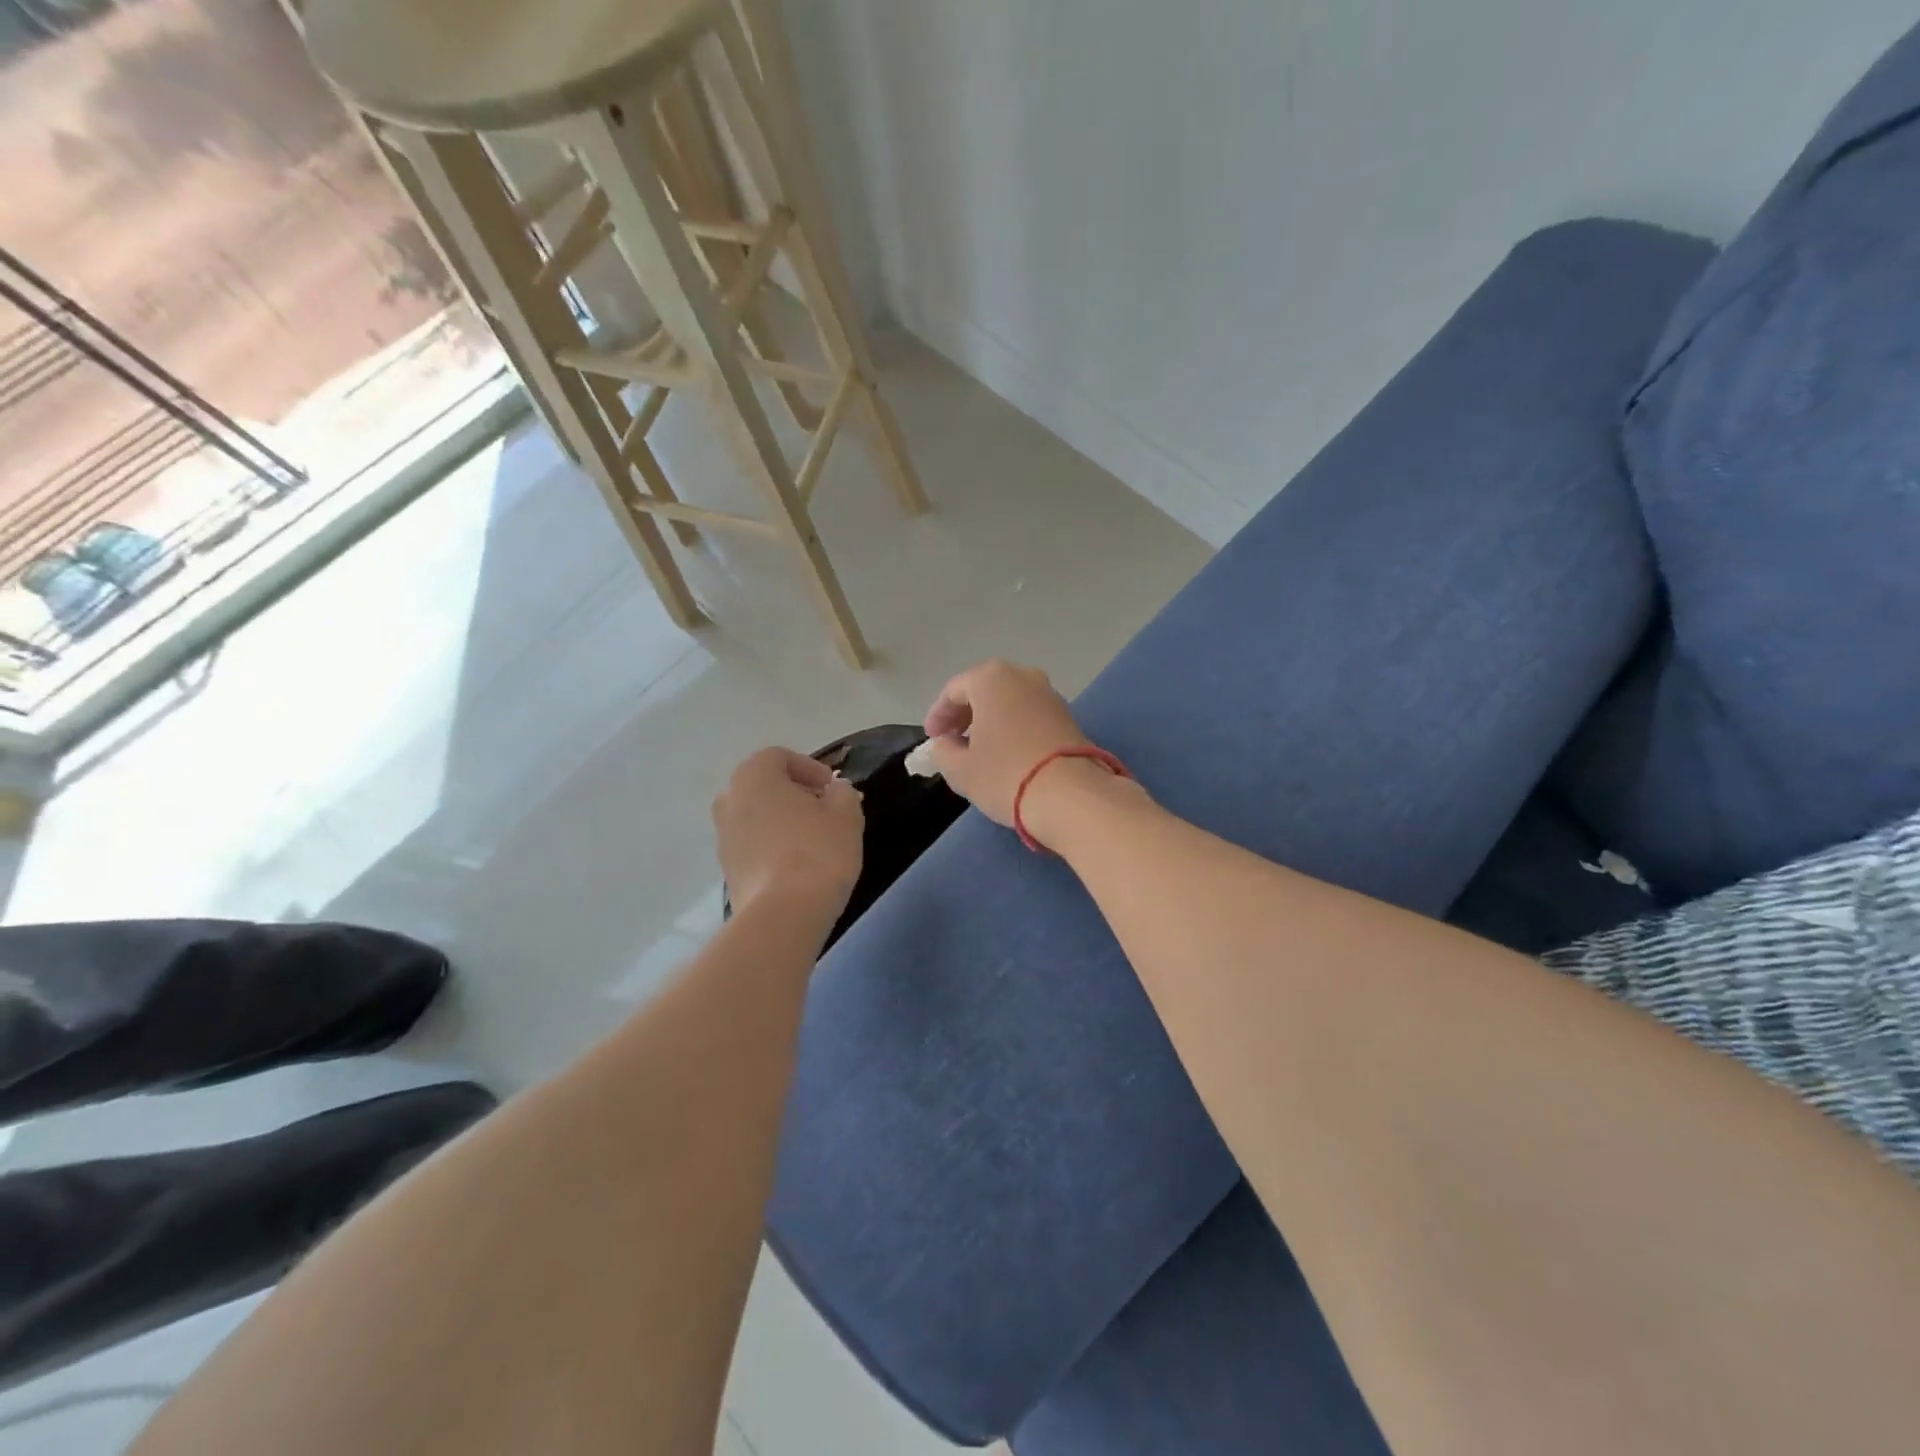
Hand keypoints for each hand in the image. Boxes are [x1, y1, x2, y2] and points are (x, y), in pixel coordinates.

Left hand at [714, 748, 863, 922]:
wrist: (783, 915)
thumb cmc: (818, 852)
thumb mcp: (846, 814)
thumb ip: (843, 793)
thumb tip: (835, 790)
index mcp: (754, 776)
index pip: (779, 757)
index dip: (810, 768)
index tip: (833, 788)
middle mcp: (729, 799)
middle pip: (764, 786)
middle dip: (794, 794)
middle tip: (825, 811)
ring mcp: (723, 837)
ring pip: (756, 817)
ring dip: (782, 821)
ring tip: (814, 841)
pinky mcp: (726, 870)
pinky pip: (753, 846)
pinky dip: (773, 847)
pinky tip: (799, 866)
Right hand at [921, 660, 1095, 827]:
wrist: (1071, 796)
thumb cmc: (1005, 775)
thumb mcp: (960, 769)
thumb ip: (943, 751)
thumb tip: (945, 743)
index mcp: (991, 678)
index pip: (953, 691)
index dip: (938, 716)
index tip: (932, 739)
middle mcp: (1022, 675)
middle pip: (984, 690)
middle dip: (965, 715)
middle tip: (952, 742)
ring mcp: (1049, 693)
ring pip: (1009, 701)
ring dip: (991, 720)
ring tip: (979, 750)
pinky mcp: (1068, 715)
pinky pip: (1029, 714)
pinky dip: (1013, 727)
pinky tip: (1007, 752)